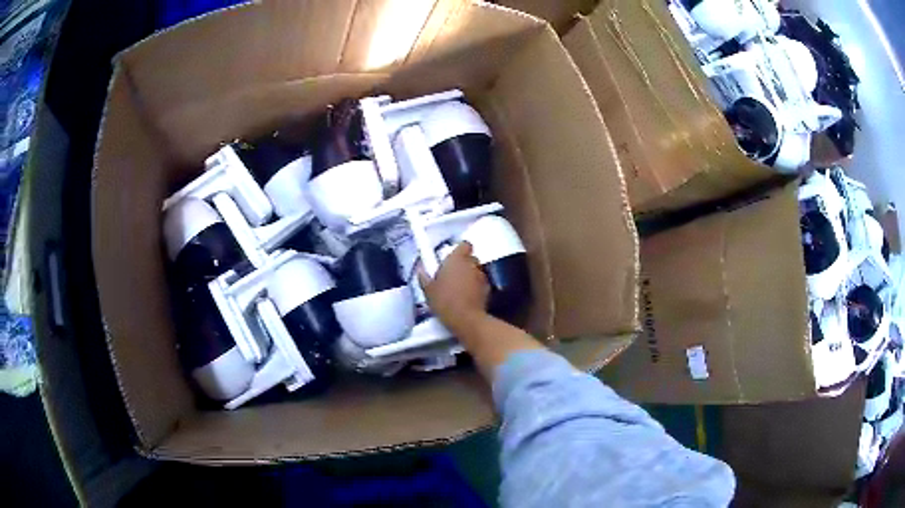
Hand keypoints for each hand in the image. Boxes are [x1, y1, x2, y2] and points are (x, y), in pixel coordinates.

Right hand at [419, 242, 488, 332]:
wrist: (466, 319)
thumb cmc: (444, 301)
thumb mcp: (428, 291)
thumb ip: (424, 277)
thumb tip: (420, 270)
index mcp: (457, 259)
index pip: (464, 245)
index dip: (460, 250)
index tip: (452, 259)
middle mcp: (472, 263)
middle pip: (470, 258)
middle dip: (463, 264)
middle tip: (452, 275)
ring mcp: (482, 275)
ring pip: (476, 270)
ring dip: (470, 276)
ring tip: (460, 288)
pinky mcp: (488, 288)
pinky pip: (481, 283)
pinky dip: (476, 287)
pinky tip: (468, 297)